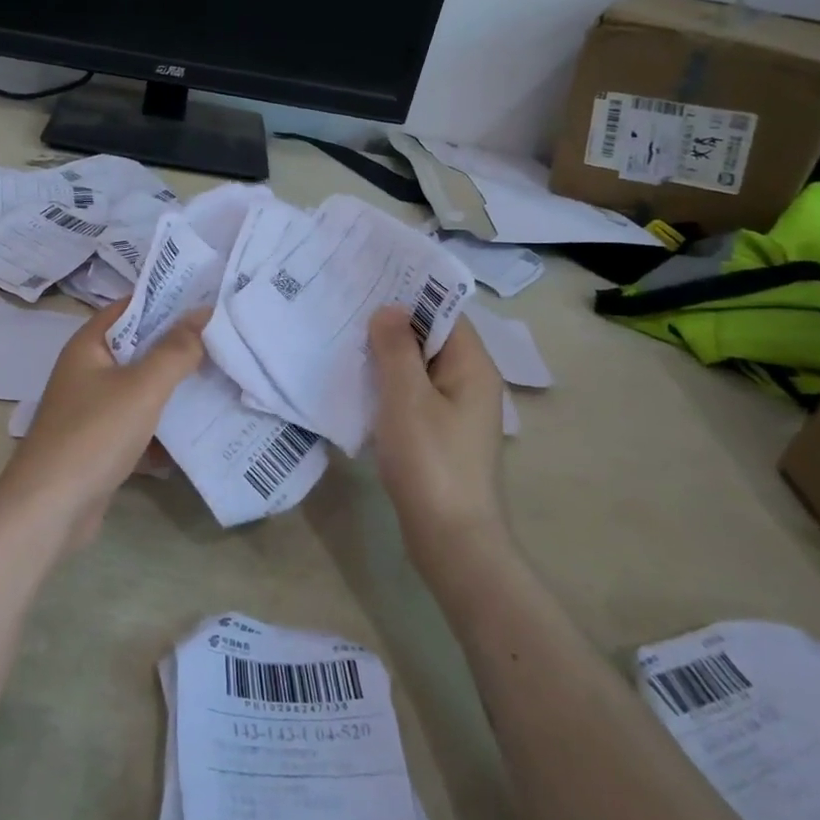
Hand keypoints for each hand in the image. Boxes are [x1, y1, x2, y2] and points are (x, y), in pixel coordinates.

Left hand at [0, 299, 207, 549]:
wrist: (49, 510)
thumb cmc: (94, 434)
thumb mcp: (142, 386)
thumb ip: (175, 350)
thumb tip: (203, 313)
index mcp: (88, 346)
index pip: (131, 307)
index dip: (167, 300)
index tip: (208, 299)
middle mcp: (87, 372)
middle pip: (139, 349)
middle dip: (178, 347)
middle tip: (225, 339)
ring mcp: (92, 410)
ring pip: (141, 390)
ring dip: (174, 389)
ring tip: (221, 380)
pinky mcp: (100, 445)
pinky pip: (138, 426)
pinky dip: (163, 429)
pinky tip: (198, 432)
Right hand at [368, 308, 508, 548]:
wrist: (452, 540)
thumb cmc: (431, 461)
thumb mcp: (407, 397)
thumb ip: (396, 348)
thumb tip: (389, 310)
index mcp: (473, 366)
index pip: (444, 312)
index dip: (410, 293)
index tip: (370, 279)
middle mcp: (471, 382)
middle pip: (432, 337)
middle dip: (394, 323)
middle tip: (348, 305)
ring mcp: (457, 410)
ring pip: (420, 367)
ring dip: (389, 354)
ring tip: (346, 337)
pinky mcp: (441, 434)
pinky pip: (415, 394)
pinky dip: (391, 383)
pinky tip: (360, 382)